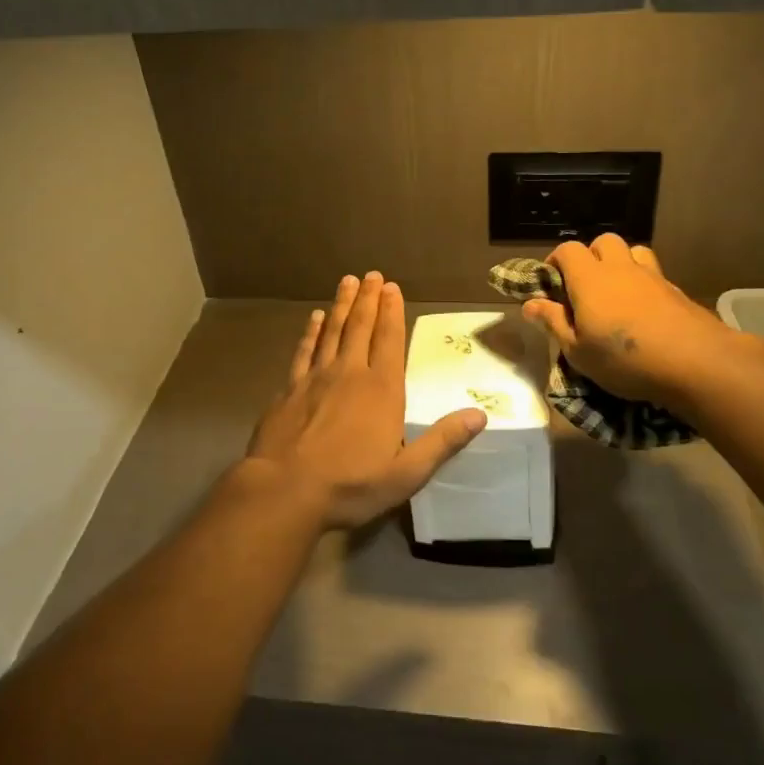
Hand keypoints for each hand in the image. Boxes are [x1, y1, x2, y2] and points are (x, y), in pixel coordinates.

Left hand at [244, 272, 487, 529]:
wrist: (285, 490)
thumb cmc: (351, 485)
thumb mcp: (407, 473)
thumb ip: (442, 442)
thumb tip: (478, 415)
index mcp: (382, 390)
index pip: (390, 340)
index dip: (392, 312)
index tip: (393, 287)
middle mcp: (349, 373)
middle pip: (360, 327)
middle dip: (369, 299)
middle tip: (372, 275)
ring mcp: (316, 378)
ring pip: (332, 332)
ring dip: (341, 306)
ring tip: (347, 282)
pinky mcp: (289, 389)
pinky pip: (304, 350)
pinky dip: (311, 332)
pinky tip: (314, 319)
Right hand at [522, 235, 732, 409]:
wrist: (695, 362)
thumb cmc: (624, 359)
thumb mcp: (578, 351)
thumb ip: (554, 323)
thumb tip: (529, 304)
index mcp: (589, 279)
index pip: (568, 250)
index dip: (556, 262)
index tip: (551, 285)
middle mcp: (620, 268)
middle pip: (603, 241)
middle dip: (590, 256)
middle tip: (584, 287)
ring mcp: (652, 276)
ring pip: (632, 251)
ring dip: (620, 263)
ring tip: (615, 292)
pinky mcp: (676, 290)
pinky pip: (653, 274)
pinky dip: (642, 283)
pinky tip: (643, 311)